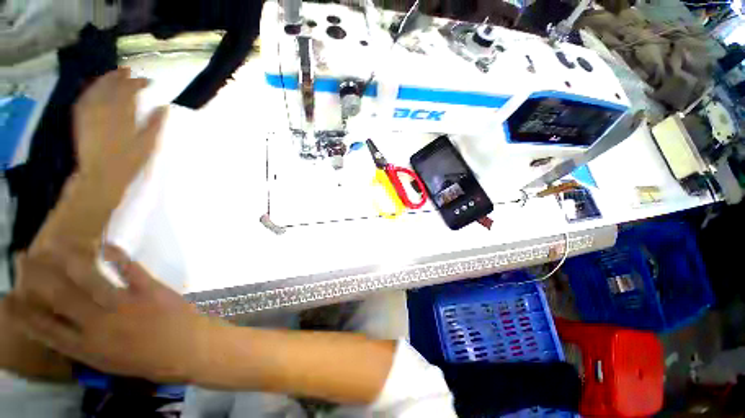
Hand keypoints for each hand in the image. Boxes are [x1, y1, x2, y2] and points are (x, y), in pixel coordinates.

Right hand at [5, 245, 217, 383]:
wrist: (191, 350)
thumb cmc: (151, 361)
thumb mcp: (110, 363)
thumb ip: (86, 345)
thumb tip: (65, 327)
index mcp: (88, 349)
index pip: (44, 330)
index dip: (22, 313)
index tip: (7, 297)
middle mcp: (99, 325)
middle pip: (59, 296)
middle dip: (36, 275)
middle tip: (22, 257)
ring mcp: (125, 304)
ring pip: (87, 277)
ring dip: (67, 256)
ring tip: (52, 243)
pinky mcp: (150, 290)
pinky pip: (129, 268)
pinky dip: (115, 254)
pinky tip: (103, 244)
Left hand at [73, 67, 167, 193]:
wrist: (101, 176)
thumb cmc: (129, 162)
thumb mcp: (148, 145)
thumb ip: (156, 124)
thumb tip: (164, 107)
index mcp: (123, 114)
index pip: (130, 90)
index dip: (139, 83)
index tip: (149, 82)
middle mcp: (105, 109)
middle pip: (112, 86)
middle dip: (121, 76)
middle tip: (129, 70)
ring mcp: (90, 113)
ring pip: (96, 89)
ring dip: (105, 79)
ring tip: (114, 74)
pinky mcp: (81, 119)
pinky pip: (84, 98)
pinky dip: (90, 90)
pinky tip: (95, 87)